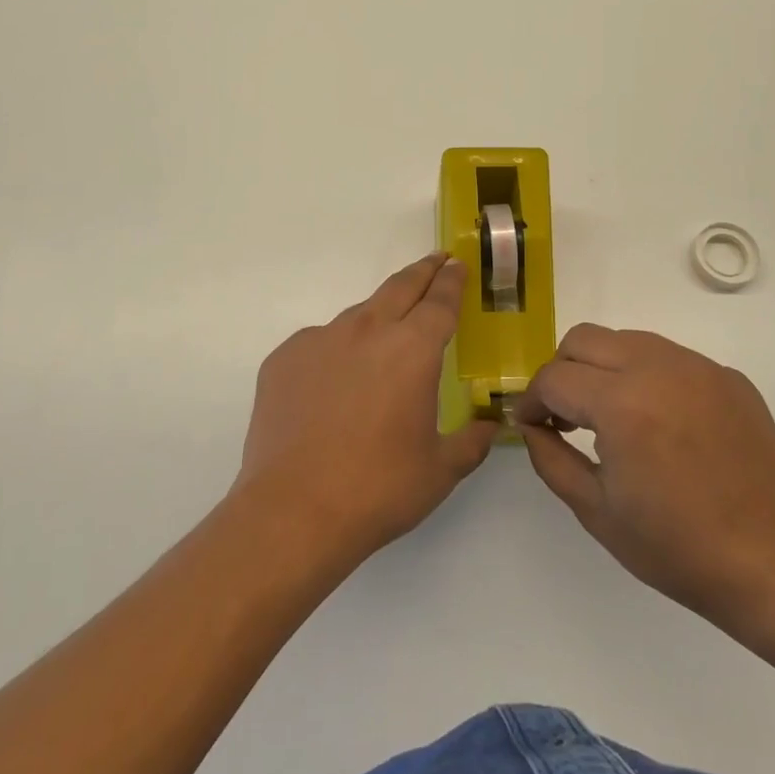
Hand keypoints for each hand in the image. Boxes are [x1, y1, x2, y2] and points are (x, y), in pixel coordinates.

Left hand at [233, 253, 496, 562]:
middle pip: (400, 287)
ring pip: (358, 315)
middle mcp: (367, 331)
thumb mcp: (440, 470)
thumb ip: (472, 440)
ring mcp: (319, 340)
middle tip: (435, 262)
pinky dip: (335, 353)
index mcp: (412, 350)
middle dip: (422, 272)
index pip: (439, 302)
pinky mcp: (284, 358)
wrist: (293, 511)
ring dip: (378, 317)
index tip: (456, 265)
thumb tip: (490, 425)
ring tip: (383, 340)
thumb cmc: (378, 489)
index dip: (451, 282)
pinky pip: (319, 344)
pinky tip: (333, 386)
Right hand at [515, 325, 774, 635]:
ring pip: (627, 340)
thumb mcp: (595, 510)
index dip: (531, 400)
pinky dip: (648, 378)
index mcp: (622, 403)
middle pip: (584, 339)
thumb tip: (530, 424)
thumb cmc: (676, 547)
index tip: (529, 424)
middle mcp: (659, 368)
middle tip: (565, 415)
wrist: (773, 563)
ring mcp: (699, 368)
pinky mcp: (729, 377)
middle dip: (562, 371)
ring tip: (611, 416)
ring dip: (603, 368)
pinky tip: (660, 424)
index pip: (554, 378)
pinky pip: (670, 359)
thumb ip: (549, 457)